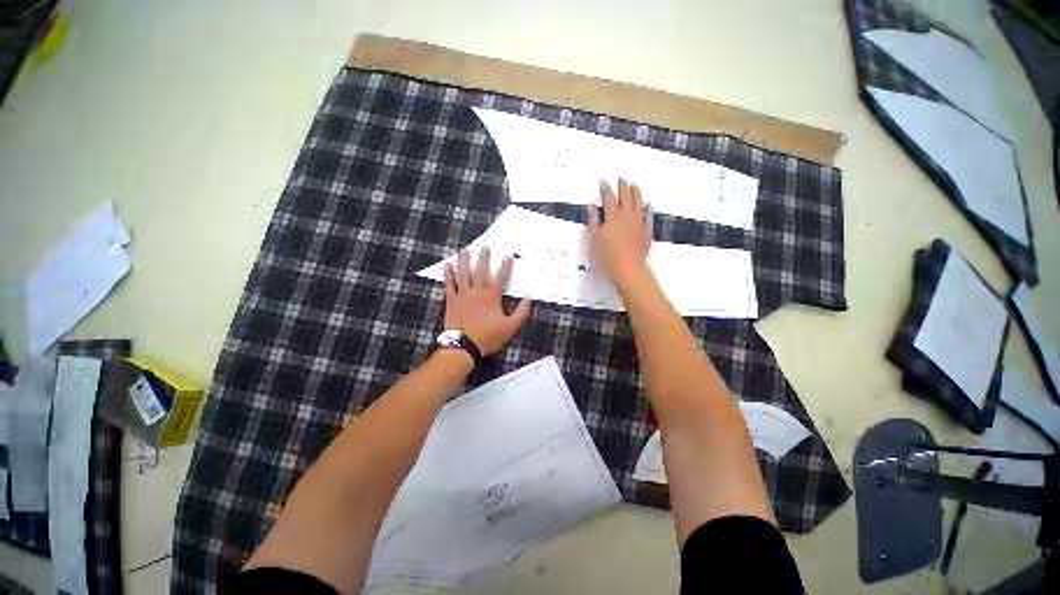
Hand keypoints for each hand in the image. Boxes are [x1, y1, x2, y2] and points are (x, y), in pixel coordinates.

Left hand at [443, 247, 531, 354]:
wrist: (463, 346)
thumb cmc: (488, 337)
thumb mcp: (510, 327)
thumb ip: (521, 312)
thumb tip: (528, 298)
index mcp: (491, 296)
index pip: (500, 277)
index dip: (505, 266)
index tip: (508, 256)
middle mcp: (477, 291)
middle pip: (481, 271)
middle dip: (484, 258)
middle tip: (484, 247)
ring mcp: (462, 295)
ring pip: (463, 274)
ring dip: (464, 261)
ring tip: (464, 250)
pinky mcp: (451, 301)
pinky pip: (449, 285)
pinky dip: (448, 275)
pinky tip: (447, 266)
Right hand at [587, 178, 651, 287]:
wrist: (628, 270)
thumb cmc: (608, 257)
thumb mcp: (594, 240)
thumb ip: (593, 222)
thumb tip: (592, 207)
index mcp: (612, 217)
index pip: (609, 198)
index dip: (605, 189)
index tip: (603, 182)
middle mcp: (627, 217)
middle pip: (626, 197)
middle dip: (623, 186)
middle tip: (621, 178)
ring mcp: (639, 224)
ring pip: (638, 203)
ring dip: (636, 193)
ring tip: (634, 185)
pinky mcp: (647, 232)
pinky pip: (648, 216)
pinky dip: (648, 209)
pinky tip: (648, 204)